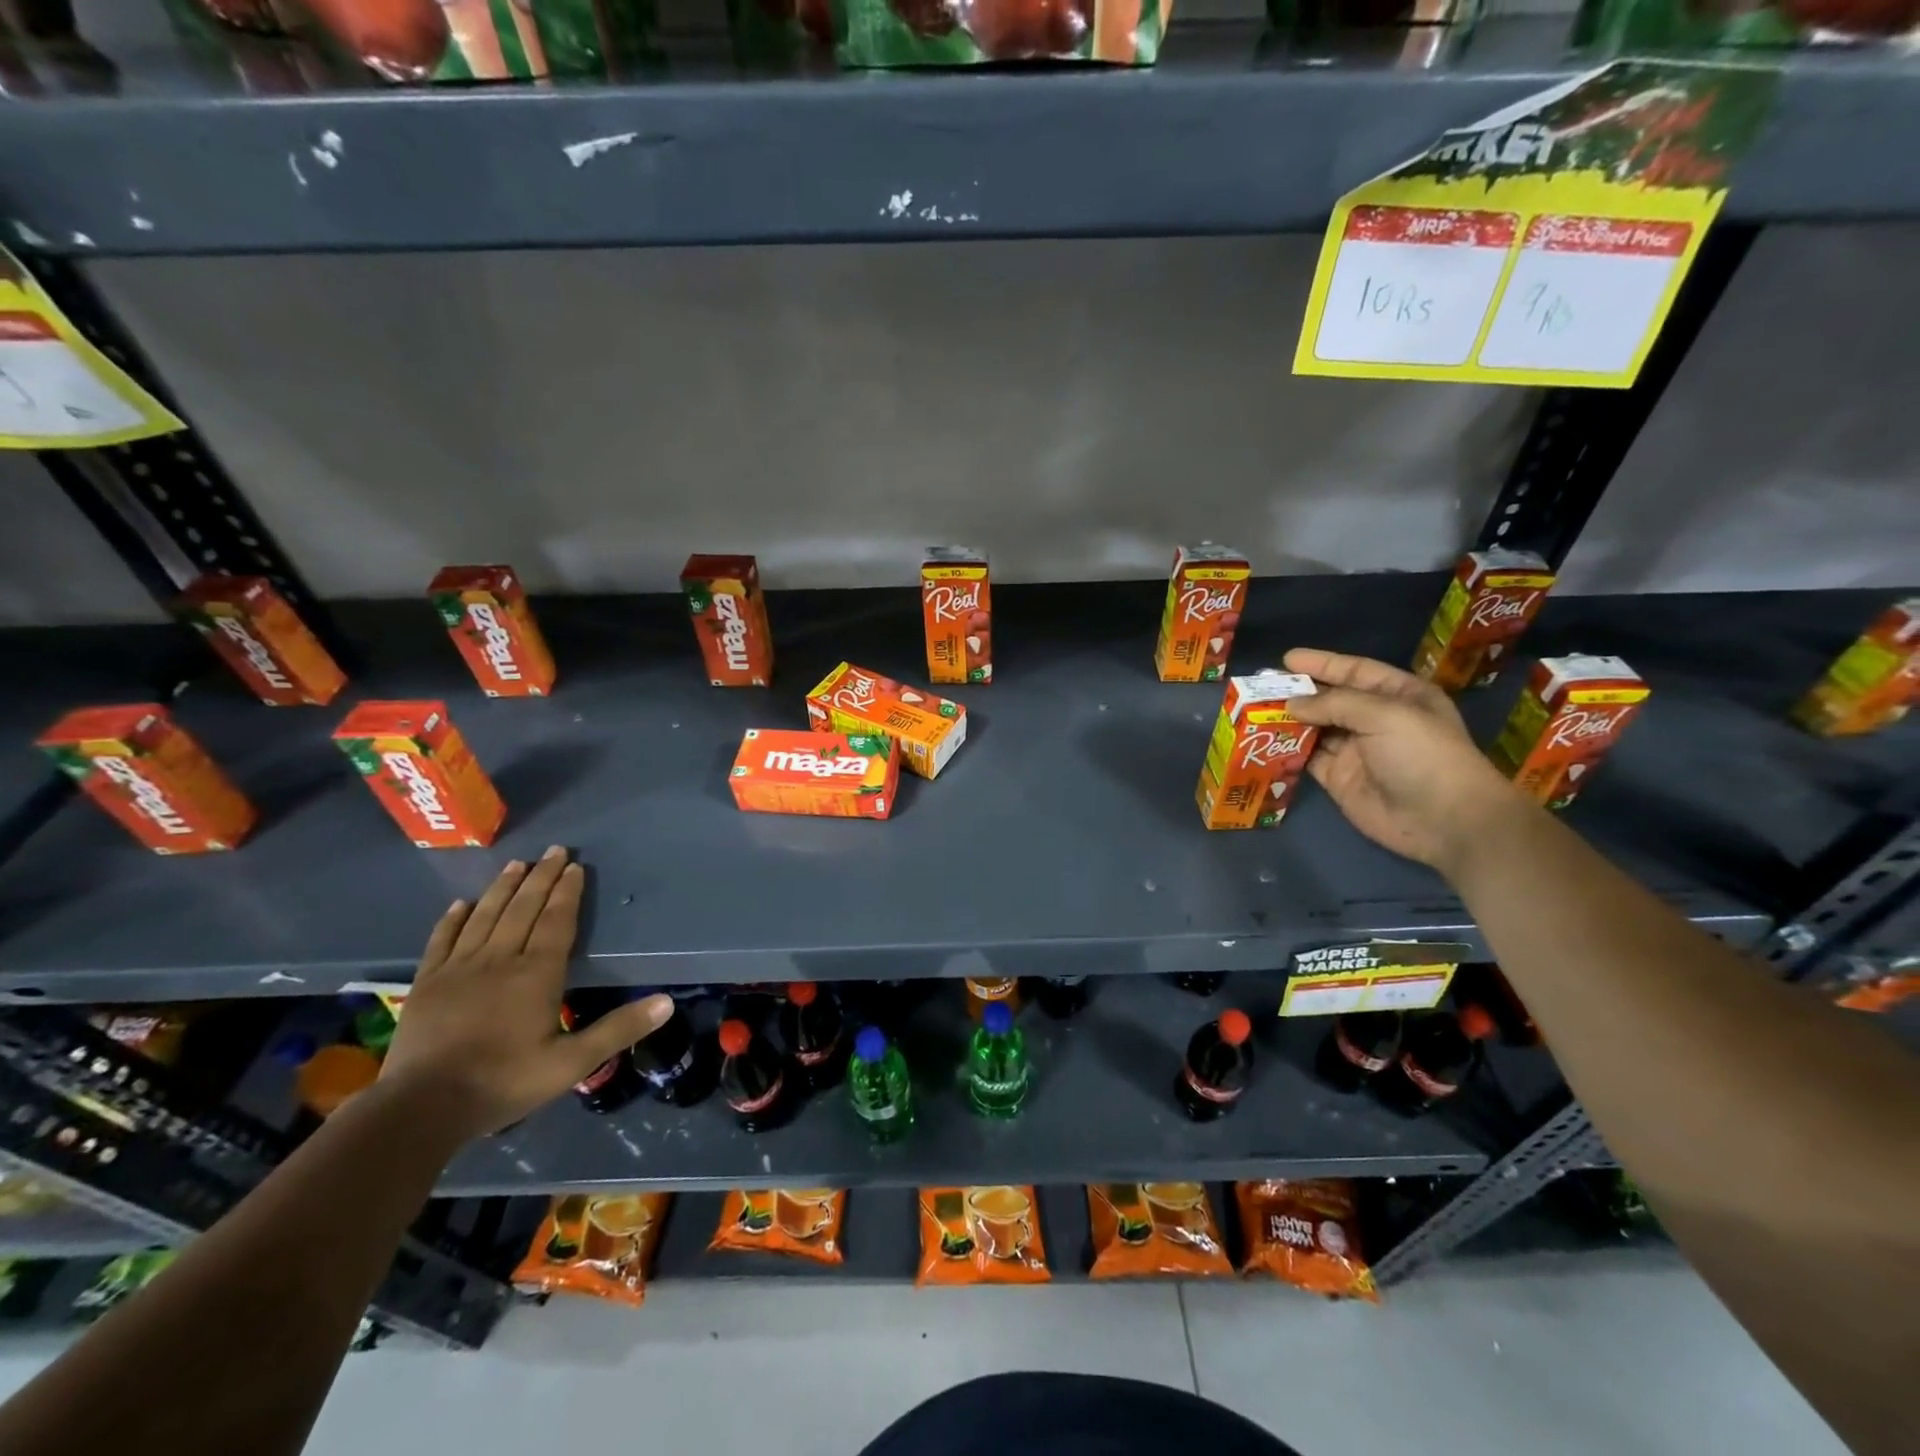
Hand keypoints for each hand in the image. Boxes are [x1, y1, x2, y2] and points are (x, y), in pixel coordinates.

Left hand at [378, 846, 672, 1138]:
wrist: (421, 1108)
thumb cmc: (503, 1082)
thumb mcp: (571, 1063)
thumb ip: (618, 1029)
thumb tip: (667, 1002)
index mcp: (537, 974)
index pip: (557, 921)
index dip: (567, 892)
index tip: (575, 865)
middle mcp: (499, 959)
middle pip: (523, 909)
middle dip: (541, 878)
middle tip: (554, 850)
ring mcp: (458, 969)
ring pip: (485, 917)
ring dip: (502, 888)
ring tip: (516, 864)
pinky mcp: (426, 983)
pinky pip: (442, 940)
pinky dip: (453, 919)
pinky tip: (461, 904)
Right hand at [1282, 648, 1527, 870]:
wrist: (1443, 820)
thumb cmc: (1423, 755)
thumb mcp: (1385, 714)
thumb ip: (1335, 703)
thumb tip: (1291, 704)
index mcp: (1398, 696)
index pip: (1355, 671)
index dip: (1322, 664)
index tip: (1287, 659)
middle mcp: (1376, 720)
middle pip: (1331, 699)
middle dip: (1298, 692)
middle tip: (1261, 686)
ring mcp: (1356, 751)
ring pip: (1315, 728)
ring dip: (1288, 720)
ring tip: (1255, 710)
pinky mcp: (1339, 779)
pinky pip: (1308, 758)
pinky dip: (1287, 749)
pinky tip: (1265, 741)